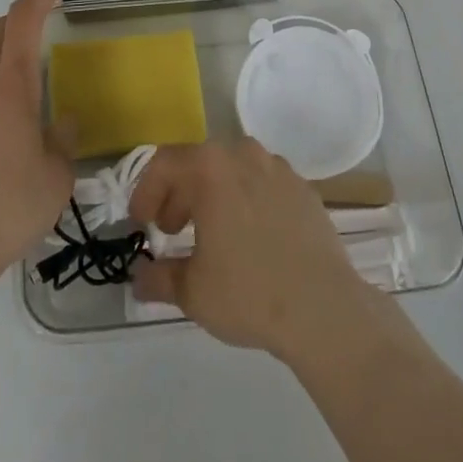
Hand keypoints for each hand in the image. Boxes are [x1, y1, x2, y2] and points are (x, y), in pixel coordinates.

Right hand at [129, 139, 374, 362]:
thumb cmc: (249, 292)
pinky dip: (247, 200)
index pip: (164, 163)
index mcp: (210, 167)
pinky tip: (250, 238)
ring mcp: (278, 167)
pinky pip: (263, 183)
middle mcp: (243, 153)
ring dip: (213, 194)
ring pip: (233, 169)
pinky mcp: (303, 187)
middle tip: (172, 230)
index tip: (141, 223)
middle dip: (179, 193)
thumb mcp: (192, 292)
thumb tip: (139, 276)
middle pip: (199, 162)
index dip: (146, 191)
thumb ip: (158, 277)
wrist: (323, 308)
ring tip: (211, 234)